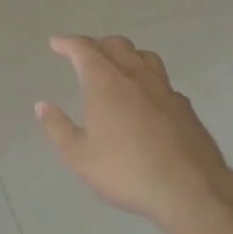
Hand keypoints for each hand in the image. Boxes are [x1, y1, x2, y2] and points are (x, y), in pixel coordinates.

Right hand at [35, 35, 232, 232]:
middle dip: (98, 44)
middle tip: (85, 54)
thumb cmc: (126, 172)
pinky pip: (163, 81)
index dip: (68, 43)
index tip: (57, 43)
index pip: (84, 49)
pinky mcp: (185, 107)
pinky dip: (149, 80)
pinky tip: (147, 98)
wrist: (190, 190)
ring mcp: (165, 90)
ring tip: (118, 67)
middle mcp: (136, 77)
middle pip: (117, 45)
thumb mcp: (80, 157)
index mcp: (106, 83)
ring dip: (127, 55)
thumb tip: (42, 106)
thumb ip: (58, 128)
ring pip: (145, 57)